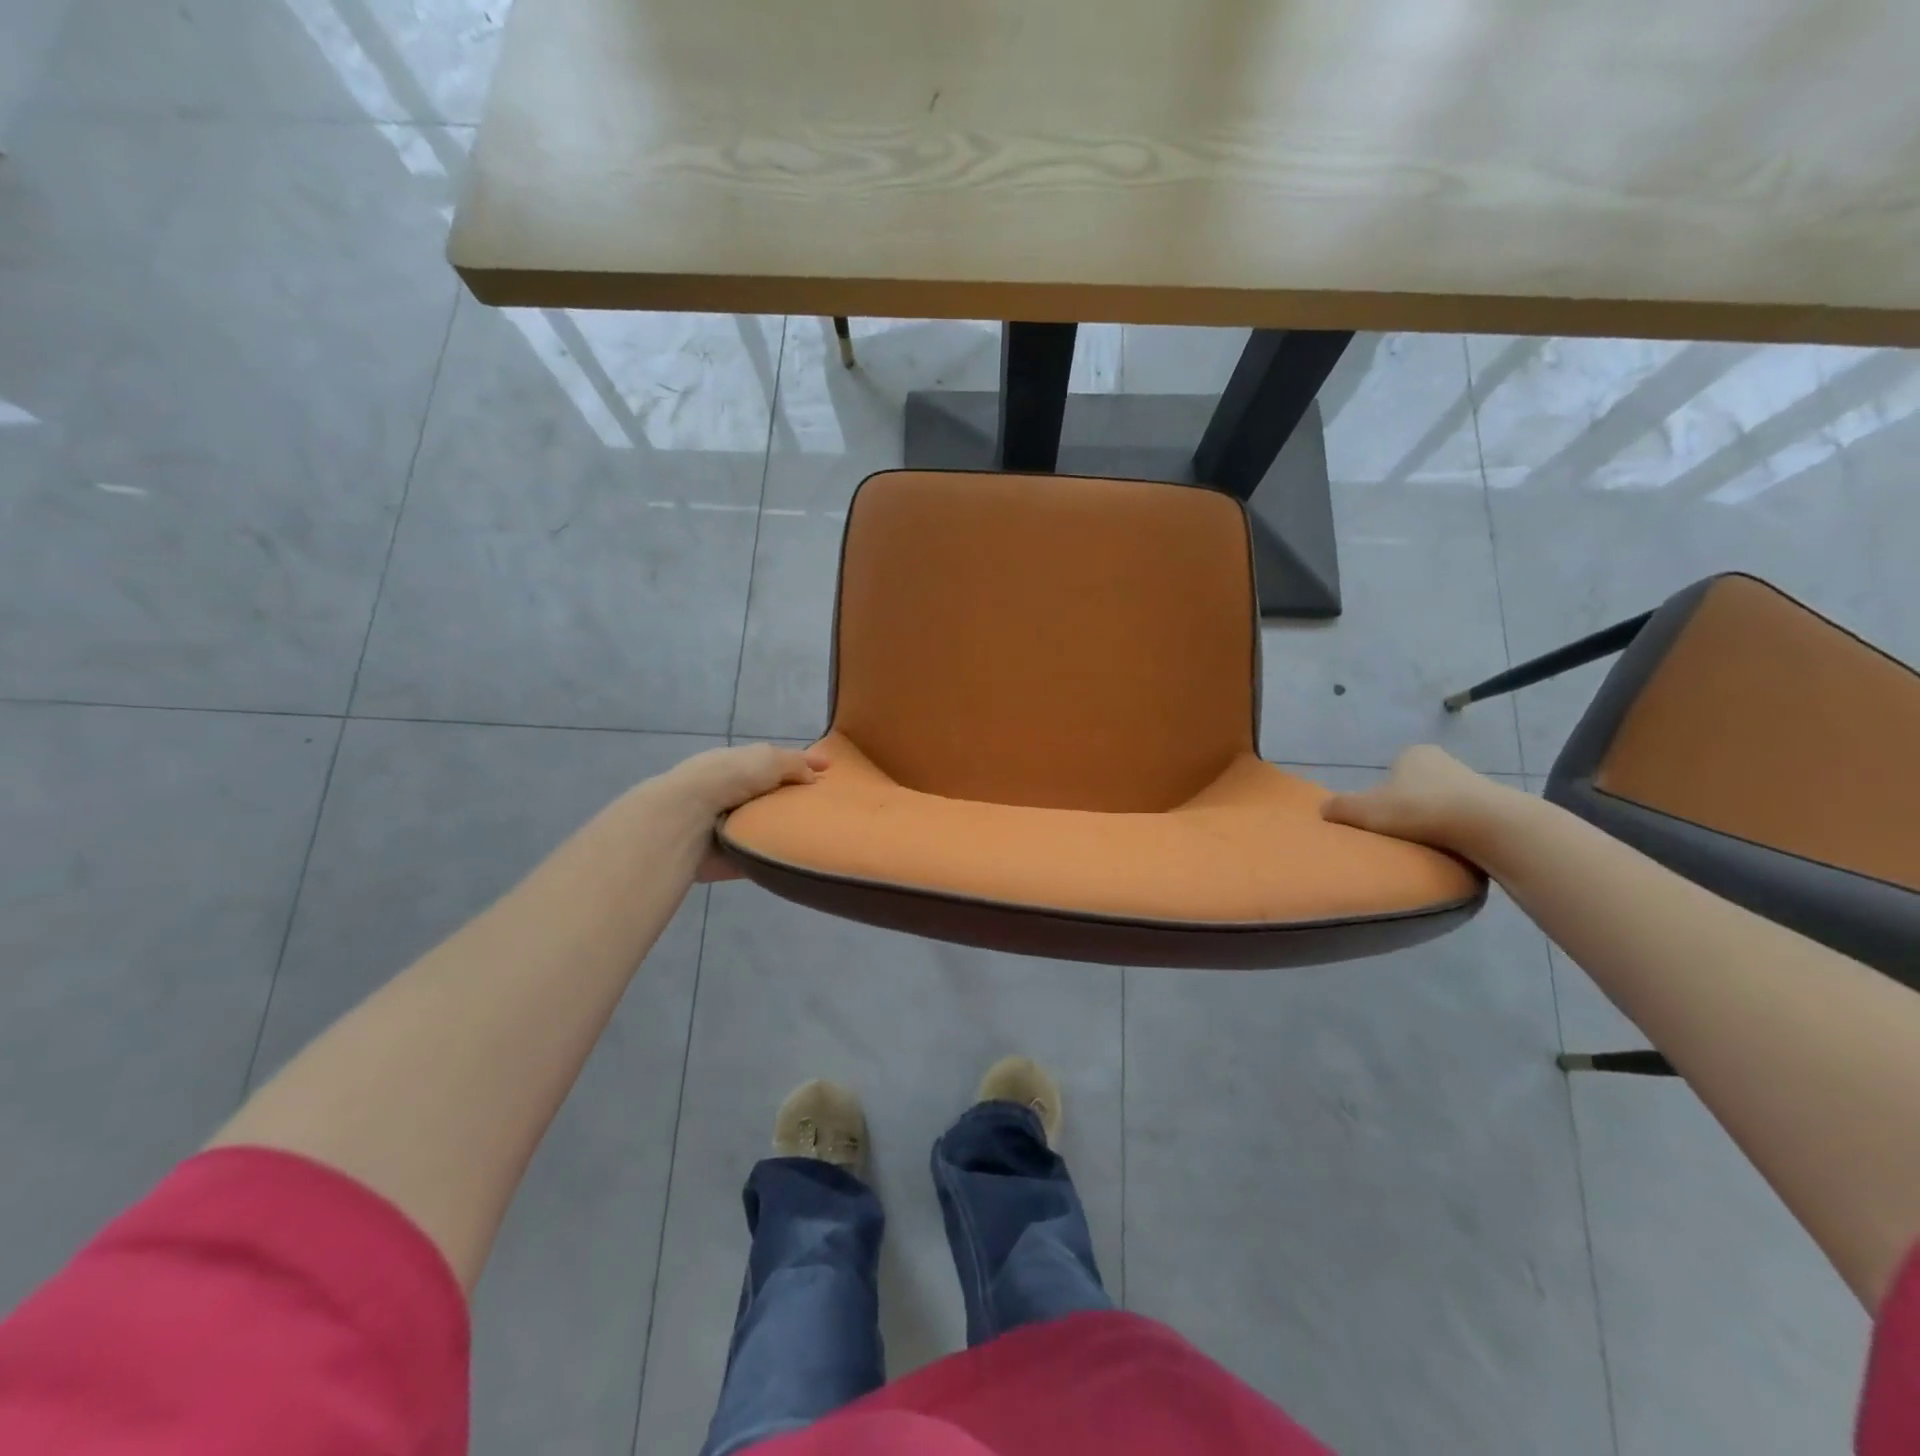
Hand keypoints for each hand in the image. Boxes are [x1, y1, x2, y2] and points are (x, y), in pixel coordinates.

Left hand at [664, 743, 829, 881]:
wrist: (688, 820)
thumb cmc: (728, 779)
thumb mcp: (768, 758)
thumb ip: (794, 764)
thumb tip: (813, 777)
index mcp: (738, 764)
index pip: (775, 762)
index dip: (803, 764)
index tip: (830, 770)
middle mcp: (733, 792)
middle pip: (773, 794)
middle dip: (797, 798)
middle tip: (829, 806)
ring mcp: (732, 825)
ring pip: (769, 823)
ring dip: (787, 827)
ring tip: (823, 832)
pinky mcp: (732, 855)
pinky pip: (763, 853)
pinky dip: (778, 854)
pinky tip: (803, 855)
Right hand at [1319, 745, 1513, 857]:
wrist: (1488, 825)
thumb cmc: (1419, 809)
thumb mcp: (1365, 810)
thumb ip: (1339, 808)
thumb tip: (1322, 810)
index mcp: (1412, 754)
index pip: (1389, 773)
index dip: (1380, 796)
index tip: (1380, 818)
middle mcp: (1443, 760)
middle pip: (1414, 788)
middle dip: (1407, 808)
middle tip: (1398, 832)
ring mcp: (1473, 781)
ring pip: (1440, 803)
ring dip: (1433, 821)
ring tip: (1425, 844)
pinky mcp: (1494, 806)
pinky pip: (1463, 819)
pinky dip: (1454, 832)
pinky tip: (1449, 847)